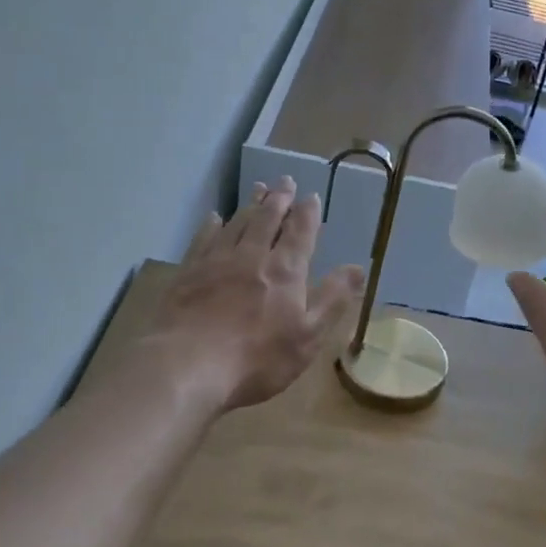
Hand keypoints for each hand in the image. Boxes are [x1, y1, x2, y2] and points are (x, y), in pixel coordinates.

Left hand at [144, 177, 364, 412]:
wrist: (187, 366)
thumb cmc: (257, 359)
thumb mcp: (308, 335)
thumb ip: (333, 299)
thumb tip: (358, 268)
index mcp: (285, 272)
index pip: (300, 233)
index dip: (307, 214)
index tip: (311, 196)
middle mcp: (252, 257)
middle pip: (267, 220)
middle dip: (279, 199)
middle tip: (284, 181)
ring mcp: (216, 262)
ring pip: (237, 223)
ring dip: (250, 205)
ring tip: (258, 189)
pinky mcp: (188, 273)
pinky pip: (203, 239)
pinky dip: (212, 225)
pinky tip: (214, 218)